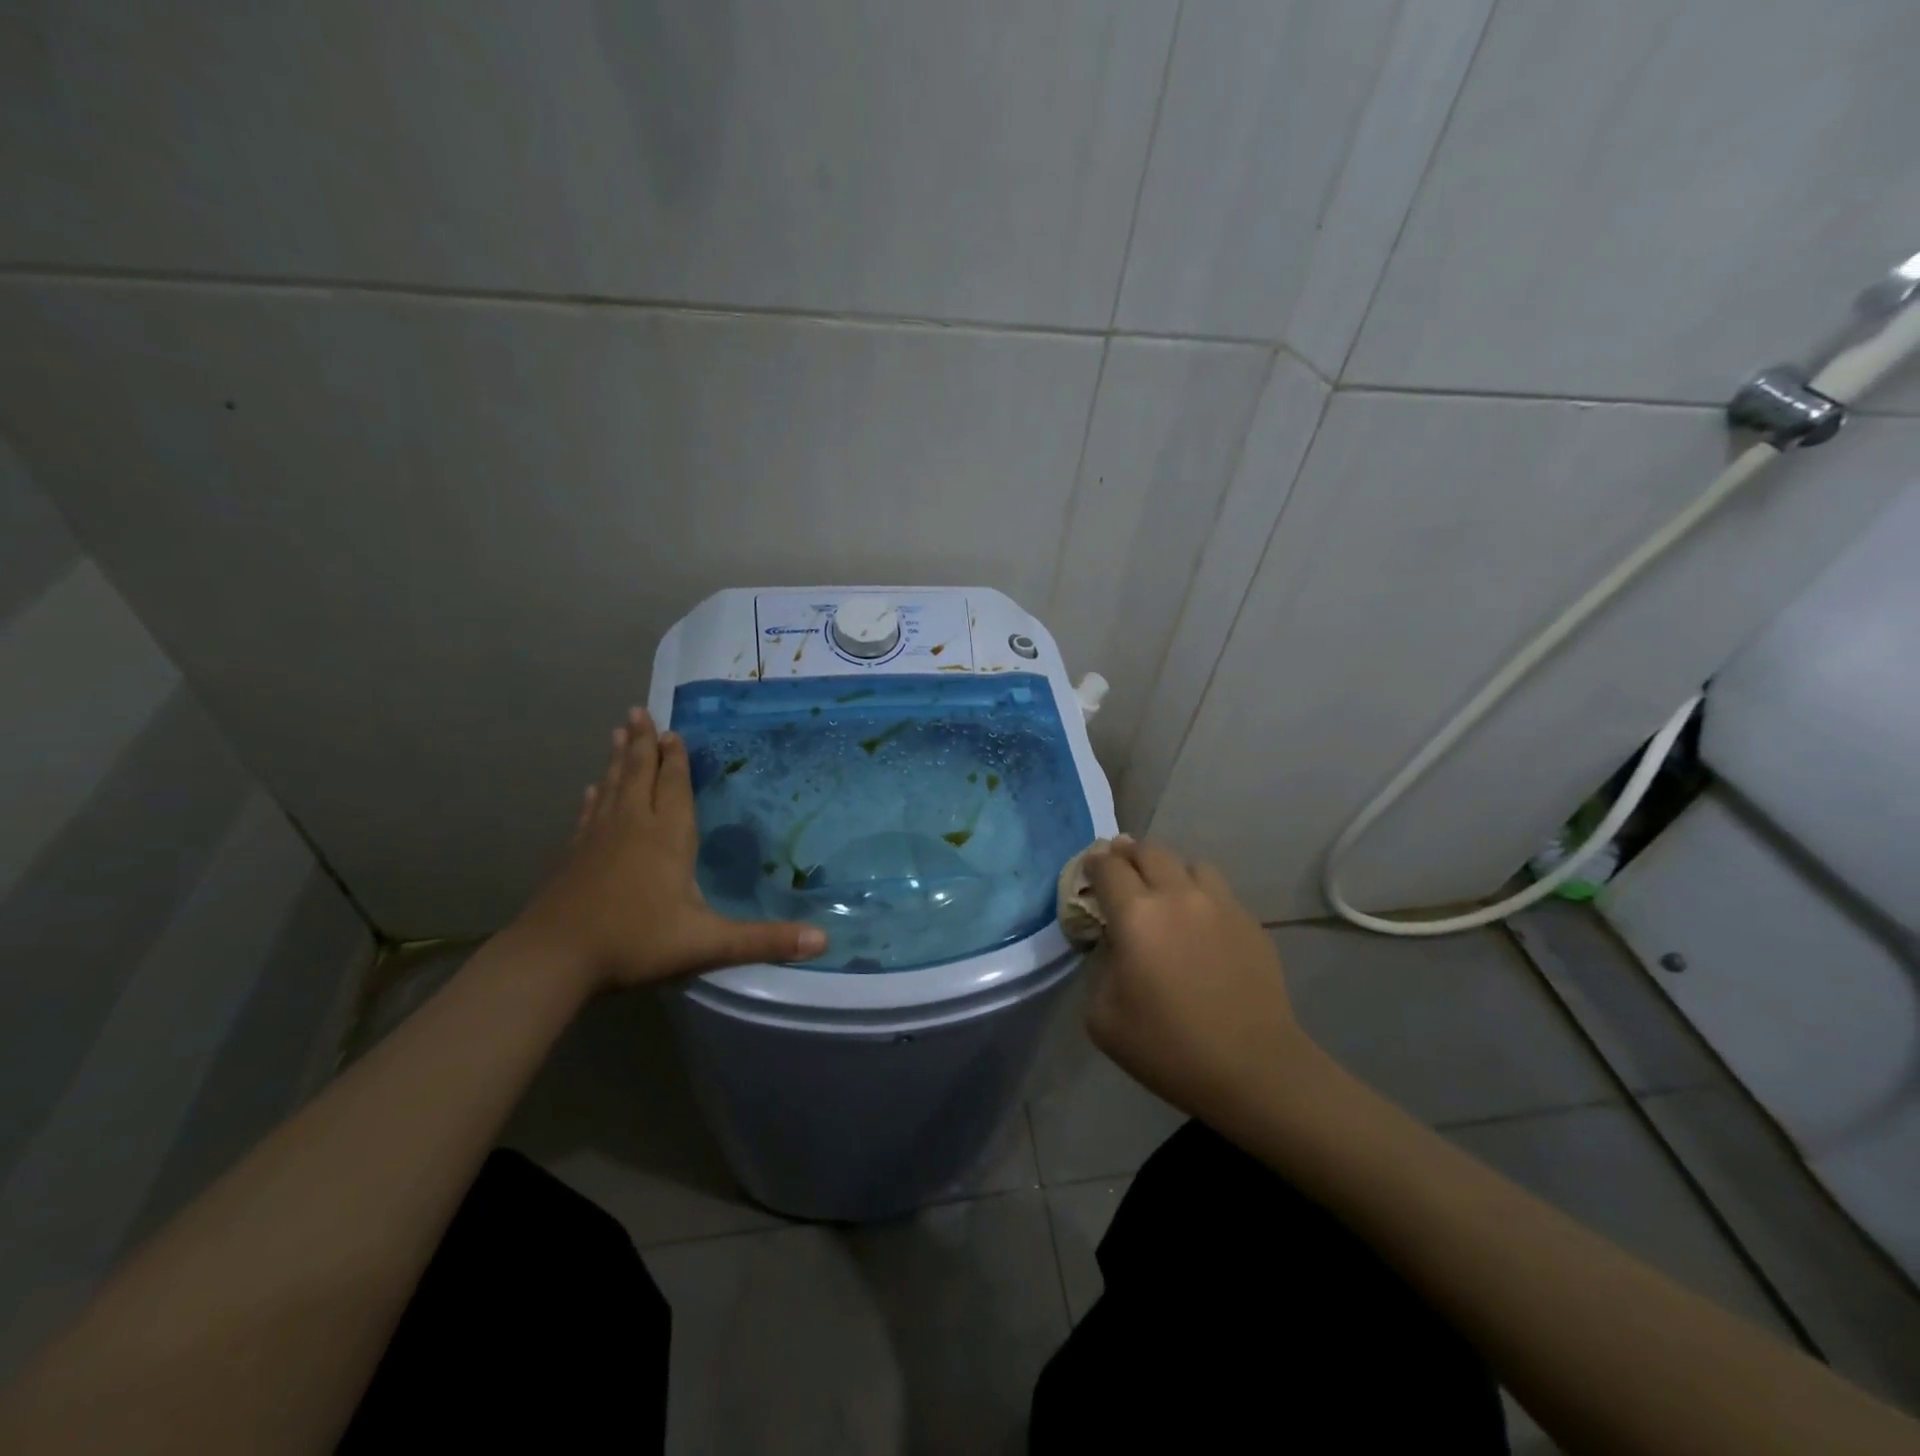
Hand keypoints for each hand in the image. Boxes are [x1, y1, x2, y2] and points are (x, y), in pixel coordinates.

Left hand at [513, 707, 827, 990]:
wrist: (554, 959)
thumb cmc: (636, 942)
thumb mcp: (708, 943)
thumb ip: (764, 940)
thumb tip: (823, 939)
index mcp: (667, 837)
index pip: (673, 786)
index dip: (675, 758)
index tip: (673, 730)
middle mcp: (632, 827)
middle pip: (639, 775)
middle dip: (643, 744)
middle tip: (640, 711)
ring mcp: (598, 839)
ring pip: (612, 787)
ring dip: (618, 759)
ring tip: (619, 732)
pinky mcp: (574, 856)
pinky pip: (588, 815)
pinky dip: (593, 797)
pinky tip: (591, 789)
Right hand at [1084, 837, 1321, 1129]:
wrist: (1252, 1068)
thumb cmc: (1168, 1047)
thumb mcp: (1104, 1017)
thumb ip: (1101, 968)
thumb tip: (1116, 948)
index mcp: (1135, 915)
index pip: (1108, 866)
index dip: (1093, 862)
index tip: (1089, 870)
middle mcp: (1177, 896)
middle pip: (1149, 850)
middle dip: (1129, 855)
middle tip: (1122, 873)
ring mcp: (1220, 905)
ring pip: (1190, 864)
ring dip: (1170, 872)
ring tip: (1166, 895)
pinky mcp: (1250, 922)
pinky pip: (1219, 892)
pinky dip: (1202, 897)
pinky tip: (1201, 927)